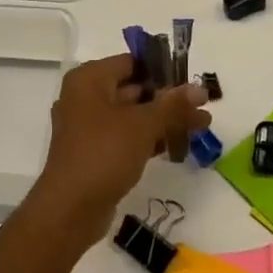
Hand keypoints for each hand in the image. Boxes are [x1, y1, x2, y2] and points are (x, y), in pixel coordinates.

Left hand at [29, 54, 211, 235]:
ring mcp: (90, 126)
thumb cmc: (103, 154)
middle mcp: (86, 97)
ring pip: (134, 114)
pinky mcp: (96, 152)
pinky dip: (151, 137)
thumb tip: (201, 90)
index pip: (132, 62)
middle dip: (170, 98)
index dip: (164, 69)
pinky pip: (128, 136)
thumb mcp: (143, 125)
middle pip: (135, 88)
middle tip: (203, 104)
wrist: (69, 211)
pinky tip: (180, 144)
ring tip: (202, 125)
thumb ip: (173, 104)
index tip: (192, 80)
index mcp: (89, 79)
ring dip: (165, 119)